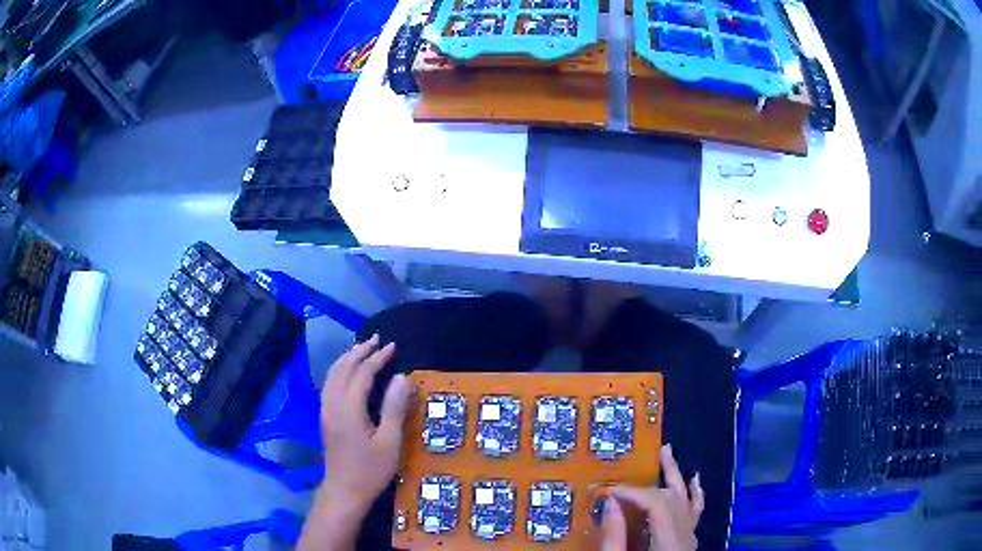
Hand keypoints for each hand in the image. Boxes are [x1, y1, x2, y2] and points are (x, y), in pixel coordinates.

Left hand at [320, 334, 411, 512]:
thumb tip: (402, 377)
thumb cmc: (370, 470)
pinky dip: (339, 370)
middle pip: (343, 369)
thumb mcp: (389, 441)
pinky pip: (329, 384)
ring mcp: (325, 410)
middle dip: (359, 351)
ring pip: (332, 375)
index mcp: (349, 408)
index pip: (362, 373)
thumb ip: (394, 407)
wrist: (344, 491)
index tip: (393, 346)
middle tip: (376, 340)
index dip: (377, 358)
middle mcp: (333, 403)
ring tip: (361, 348)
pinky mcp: (325, 418)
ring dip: (347, 359)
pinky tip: (346, 373)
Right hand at [600, 444, 703, 550]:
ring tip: (668, 454)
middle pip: (672, 499)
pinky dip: (695, 495)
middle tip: (633, 464)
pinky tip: (694, 481)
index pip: (657, 504)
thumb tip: (611, 503)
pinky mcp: (687, 541)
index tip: (611, 490)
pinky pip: (695, 512)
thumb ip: (614, 536)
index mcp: (669, 541)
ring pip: (687, 501)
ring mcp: (690, 537)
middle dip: (651, 483)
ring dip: (675, 477)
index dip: (634, 493)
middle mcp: (685, 535)